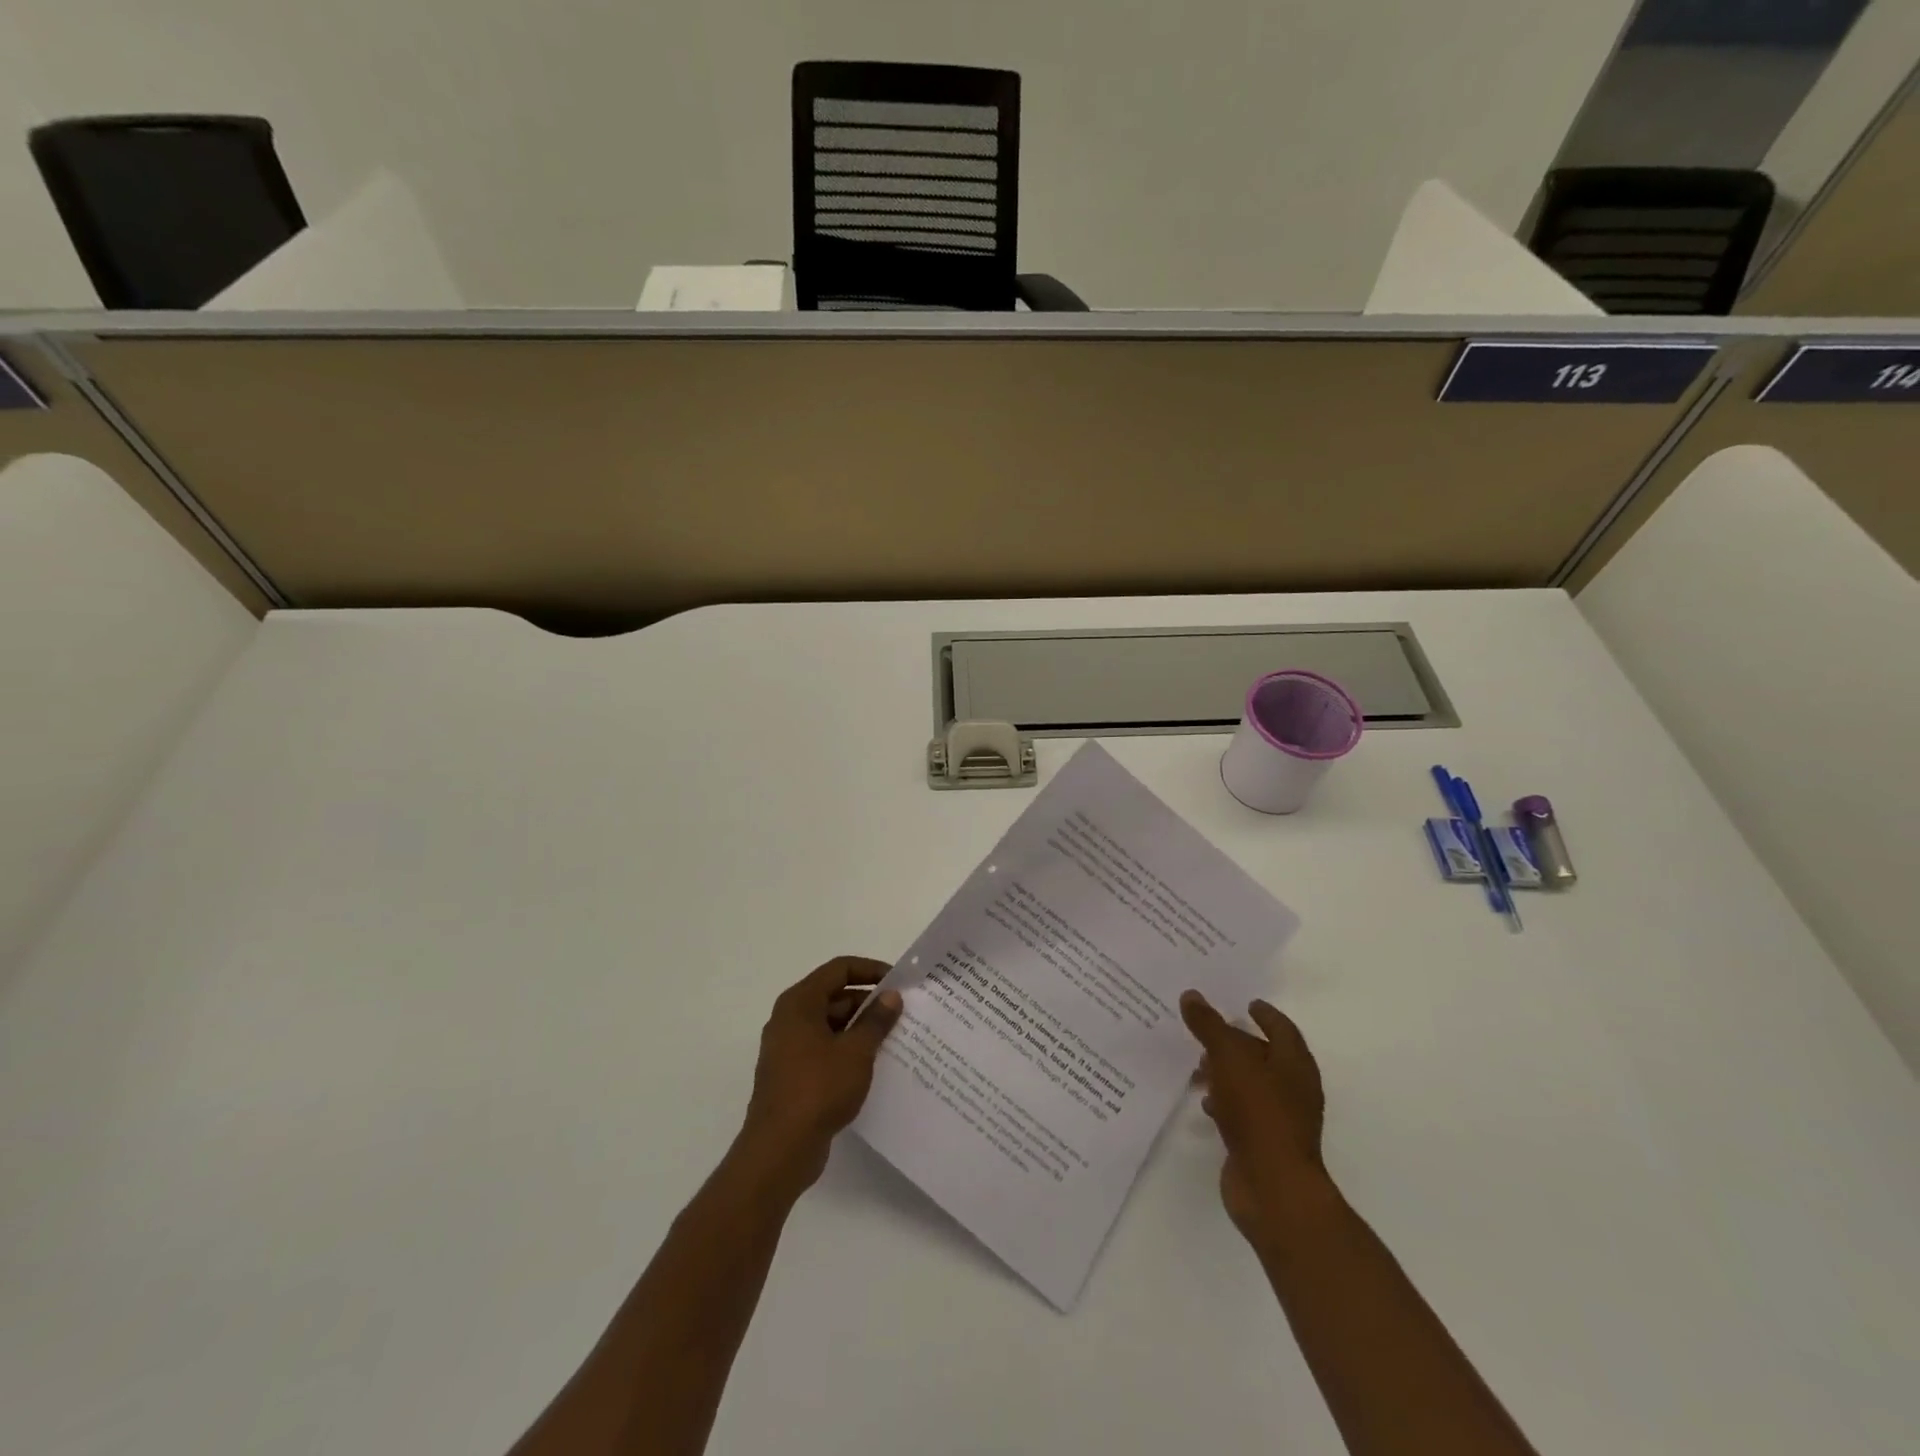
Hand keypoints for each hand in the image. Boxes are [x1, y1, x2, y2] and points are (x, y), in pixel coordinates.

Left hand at [734, 956, 903, 1198]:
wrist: (779, 1150)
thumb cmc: (818, 1089)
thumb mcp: (856, 1051)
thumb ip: (876, 1020)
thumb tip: (891, 996)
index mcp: (800, 1003)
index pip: (839, 969)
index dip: (870, 969)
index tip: (899, 981)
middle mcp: (790, 1018)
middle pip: (834, 996)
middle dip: (868, 1002)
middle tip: (903, 1012)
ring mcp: (788, 1048)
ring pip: (831, 1025)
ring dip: (860, 1028)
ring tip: (895, 1038)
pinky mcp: (792, 1075)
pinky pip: (825, 1049)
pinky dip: (848, 1050)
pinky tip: (874, 1065)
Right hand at [1180, 990, 1329, 1243]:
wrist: (1273, 1189)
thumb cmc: (1259, 1113)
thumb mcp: (1229, 1058)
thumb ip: (1209, 1026)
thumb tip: (1191, 995)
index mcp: (1294, 1064)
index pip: (1282, 1028)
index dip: (1265, 1015)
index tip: (1246, 1003)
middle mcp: (1292, 1088)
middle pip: (1263, 1056)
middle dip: (1236, 1043)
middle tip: (1206, 1031)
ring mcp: (1278, 1119)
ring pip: (1249, 1084)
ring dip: (1225, 1073)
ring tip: (1197, 1067)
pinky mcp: (1262, 1143)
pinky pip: (1241, 1112)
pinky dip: (1224, 1101)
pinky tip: (1204, 1102)